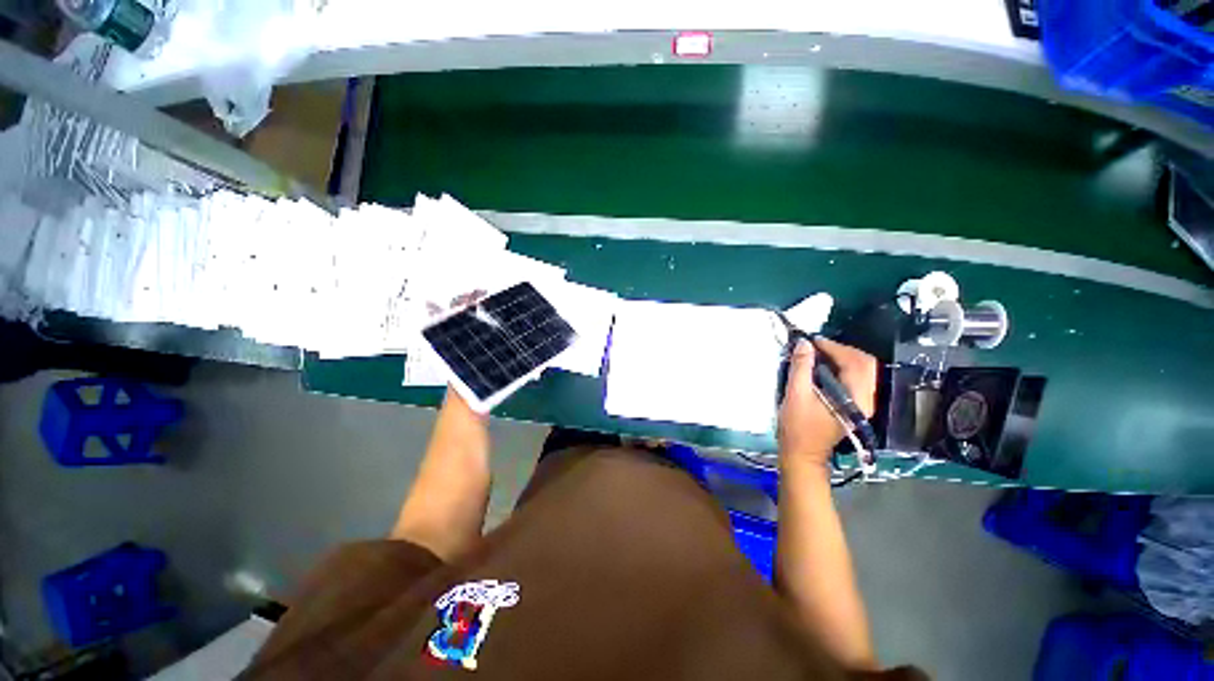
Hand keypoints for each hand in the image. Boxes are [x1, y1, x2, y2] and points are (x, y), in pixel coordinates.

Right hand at [778, 338, 877, 465]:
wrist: (802, 454)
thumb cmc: (798, 427)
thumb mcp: (796, 395)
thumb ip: (801, 368)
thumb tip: (804, 343)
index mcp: (856, 398)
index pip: (856, 362)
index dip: (835, 347)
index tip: (813, 341)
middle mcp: (867, 399)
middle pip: (864, 364)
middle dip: (841, 350)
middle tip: (816, 346)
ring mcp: (863, 403)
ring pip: (861, 370)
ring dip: (841, 358)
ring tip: (817, 354)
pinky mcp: (855, 405)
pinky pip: (854, 378)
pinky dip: (840, 368)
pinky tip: (822, 367)